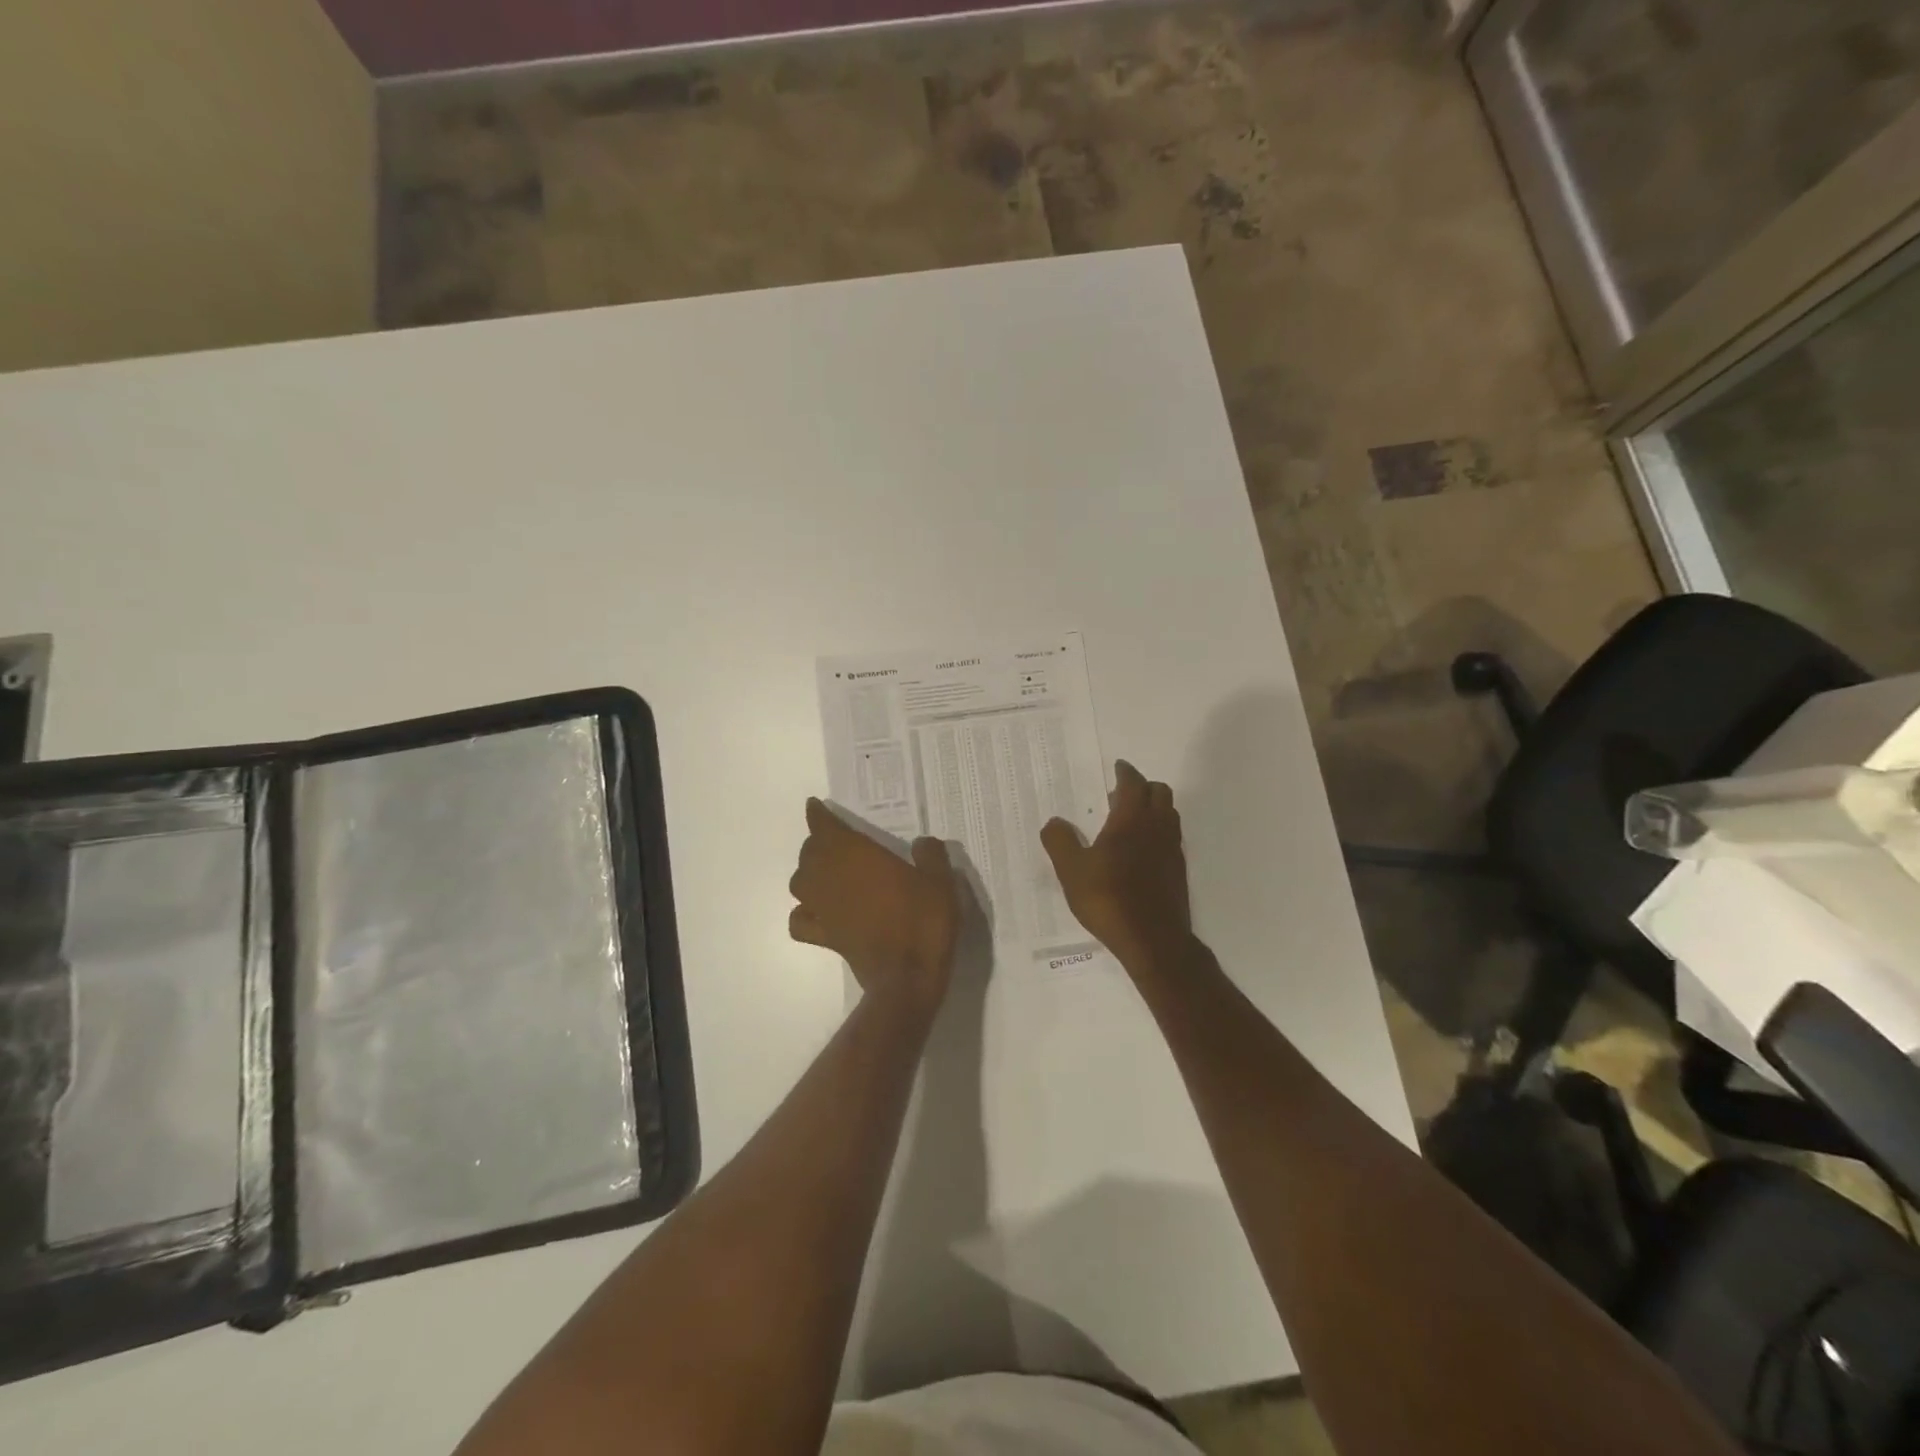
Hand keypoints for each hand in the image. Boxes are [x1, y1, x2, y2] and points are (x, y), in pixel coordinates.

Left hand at [788, 798, 960, 1009]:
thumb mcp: (940, 881)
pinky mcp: (825, 937)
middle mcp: (831, 877)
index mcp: (856, 855)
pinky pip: (800, 921)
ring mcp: (823, 909)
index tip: (815, 806)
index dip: (818, 815)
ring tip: (824, 872)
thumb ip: (930, 855)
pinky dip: (802, 913)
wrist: (907, 977)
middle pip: (810, 853)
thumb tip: (923, 843)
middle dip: (818, 843)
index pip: (825, 827)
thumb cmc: (923, 921)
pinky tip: (815, 912)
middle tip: (834, 840)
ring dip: (807, 873)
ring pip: (799, 883)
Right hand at [1041, 760, 1192, 973]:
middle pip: (1159, 792)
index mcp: (1131, 820)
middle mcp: (1157, 827)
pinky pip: (1171, 837)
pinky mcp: (1178, 871)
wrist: (1154, 940)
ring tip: (1128, 821)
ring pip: (1169, 814)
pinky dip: (1158, 831)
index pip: (1133, 783)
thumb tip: (1055, 822)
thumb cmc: (1109, 899)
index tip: (1118, 768)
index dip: (1125, 773)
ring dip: (1152, 809)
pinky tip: (1139, 851)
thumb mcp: (1071, 871)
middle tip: (1119, 796)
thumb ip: (1060, 841)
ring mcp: (1173, 849)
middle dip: (1142, 787)